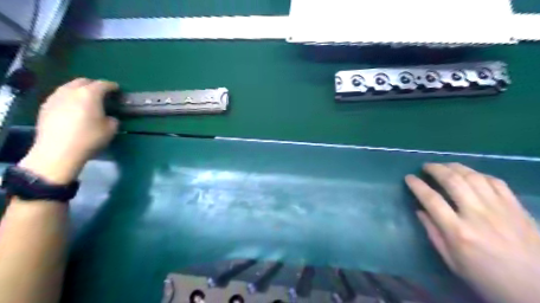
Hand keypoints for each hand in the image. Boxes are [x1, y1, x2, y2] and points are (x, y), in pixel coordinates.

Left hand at [19, 78, 117, 182]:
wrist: (58, 151)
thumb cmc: (89, 138)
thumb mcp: (110, 129)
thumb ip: (112, 119)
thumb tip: (109, 117)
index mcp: (89, 94)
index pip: (103, 84)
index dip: (112, 86)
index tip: (117, 90)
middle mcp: (71, 91)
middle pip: (83, 81)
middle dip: (94, 85)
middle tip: (102, 93)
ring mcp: (55, 97)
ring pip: (69, 87)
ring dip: (79, 90)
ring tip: (86, 100)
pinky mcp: (45, 106)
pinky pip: (60, 96)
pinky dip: (69, 98)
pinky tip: (72, 108)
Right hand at [407, 165, 539, 302]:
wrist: (538, 291)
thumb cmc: (487, 278)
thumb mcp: (452, 261)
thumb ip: (433, 233)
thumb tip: (420, 211)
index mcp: (458, 232)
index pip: (431, 199)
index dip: (417, 185)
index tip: (408, 177)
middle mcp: (477, 215)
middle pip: (452, 181)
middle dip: (435, 169)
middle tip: (426, 166)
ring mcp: (499, 209)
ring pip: (473, 177)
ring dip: (455, 167)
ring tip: (444, 165)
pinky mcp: (516, 208)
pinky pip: (496, 182)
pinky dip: (479, 174)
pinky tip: (471, 174)